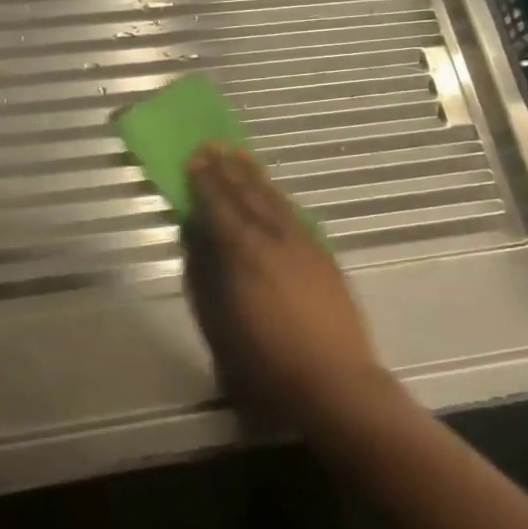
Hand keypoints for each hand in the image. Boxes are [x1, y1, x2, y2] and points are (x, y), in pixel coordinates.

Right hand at [184, 144, 387, 428]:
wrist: (334, 383)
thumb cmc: (264, 363)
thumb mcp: (218, 323)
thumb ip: (204, 274)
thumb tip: (194, 236)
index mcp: (244, 255)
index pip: (220, 208)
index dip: (205, 183)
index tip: (193, 159)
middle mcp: (275, 240)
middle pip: (248, 196)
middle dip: (228, 170)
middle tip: (212, 145)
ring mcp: (304, 246)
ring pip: (275, 201)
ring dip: (255, 177)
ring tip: (240, 155)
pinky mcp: (324, 257)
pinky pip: (296, 216)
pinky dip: (280, 199)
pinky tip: (274, 194)